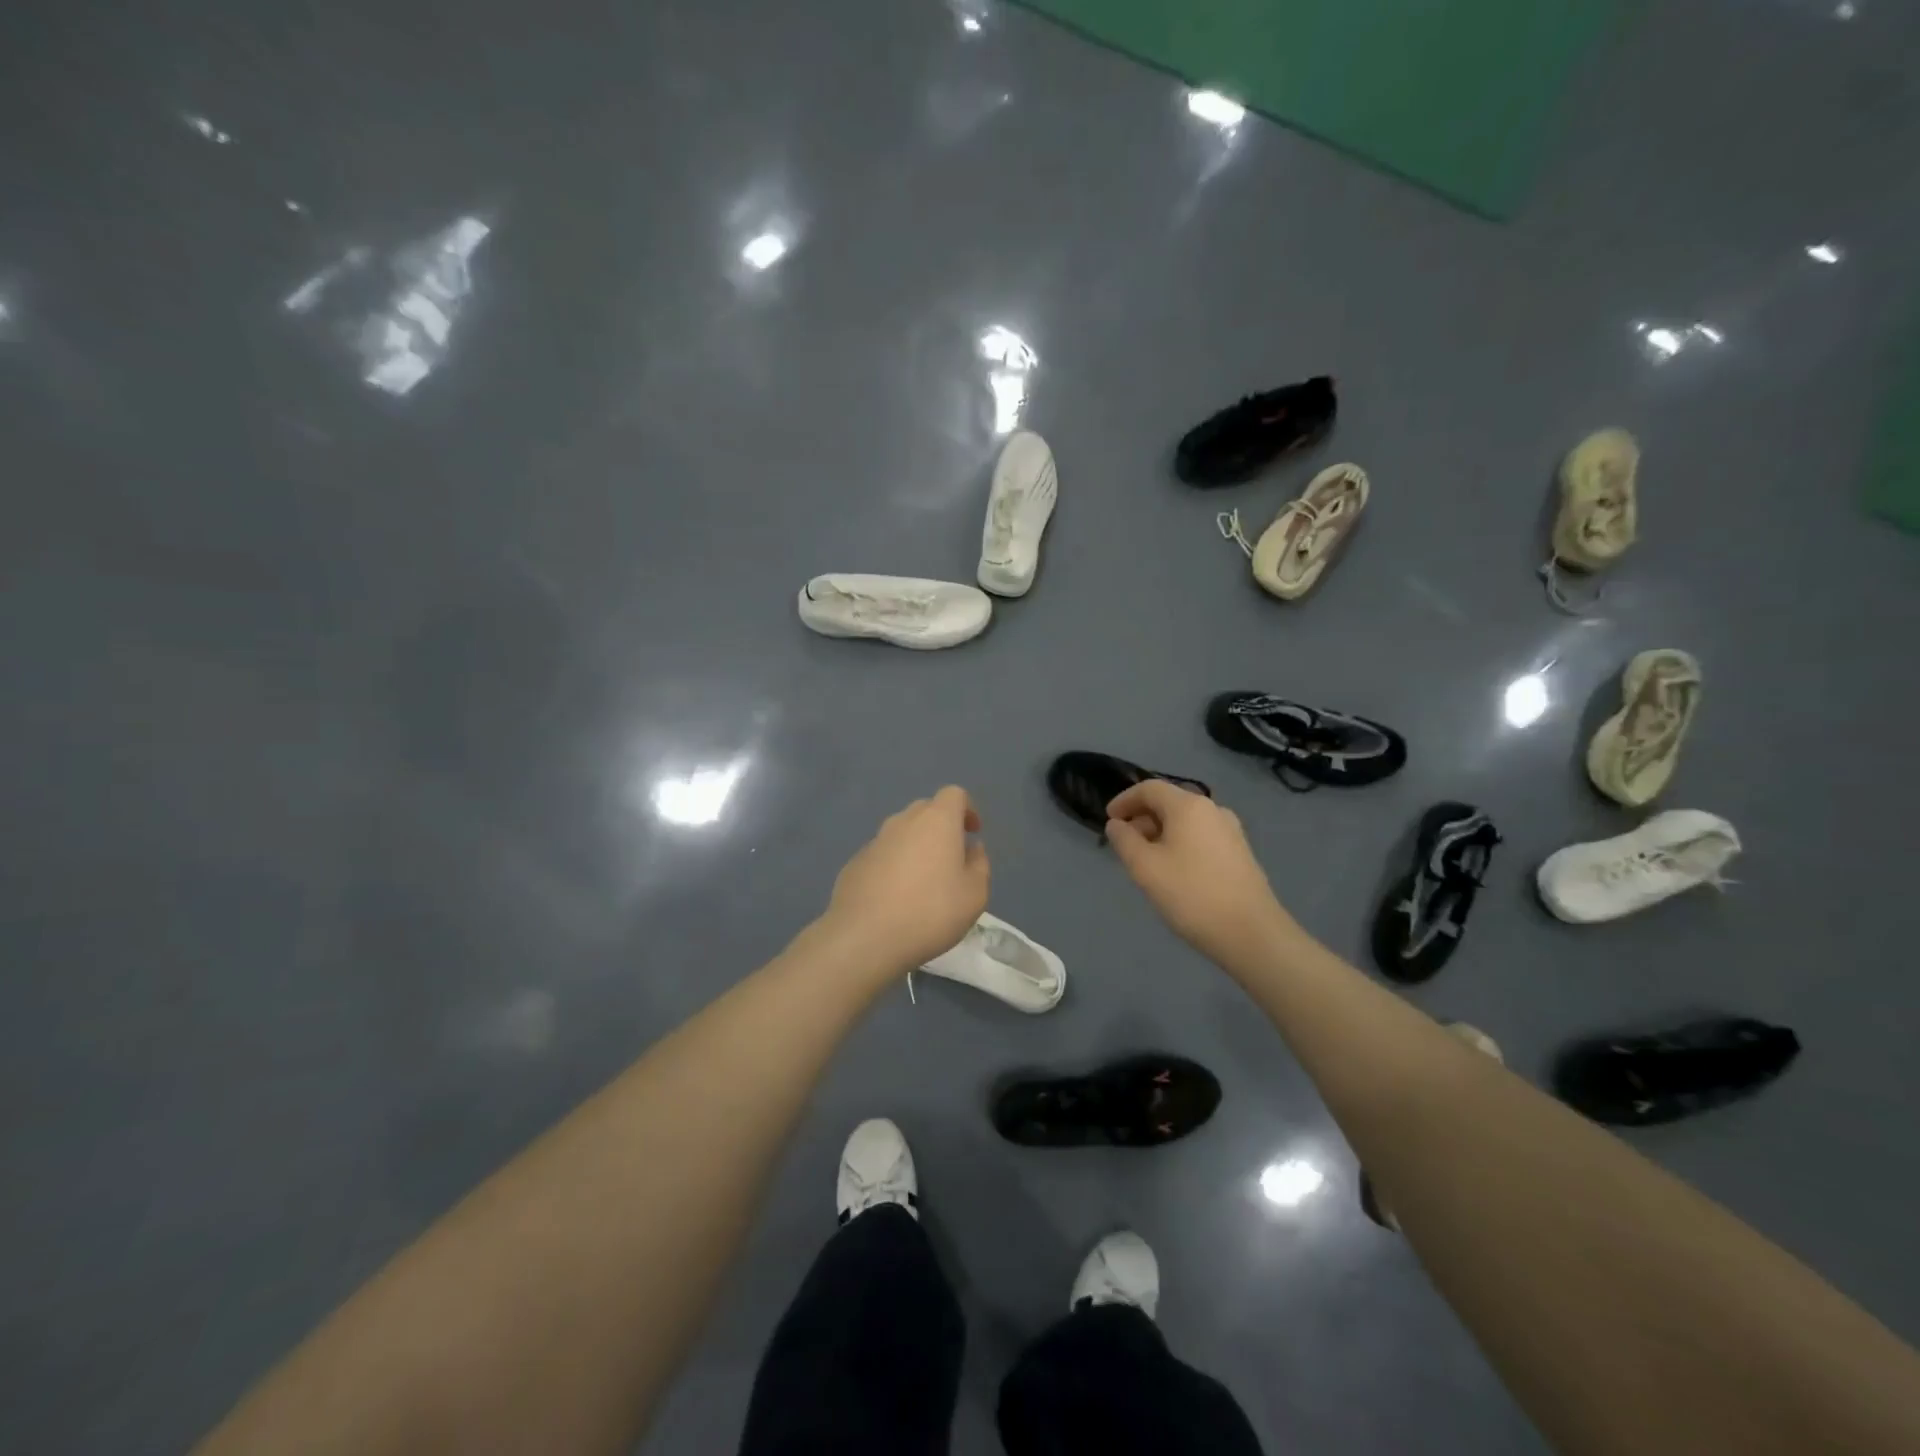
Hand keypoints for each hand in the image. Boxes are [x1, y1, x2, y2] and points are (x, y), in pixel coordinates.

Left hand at [822, 787, 990, 972]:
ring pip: (901, 832)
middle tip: (950, 859)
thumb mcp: (975, 894)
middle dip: (941, 827)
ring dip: (915, 847)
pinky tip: (895, 898)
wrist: (865, 937)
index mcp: (937, 820)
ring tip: (922, 882)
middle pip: (926, 809)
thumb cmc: (931, 912)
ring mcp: (875, 841)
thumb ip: (979, 865)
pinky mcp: (855, 863)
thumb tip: (971, 849)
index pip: (954, 794)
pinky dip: (893, 866)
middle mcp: (903, 821)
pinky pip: (882, 855)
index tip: (972, 833)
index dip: (967, 809)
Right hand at [1105, 779, 1298, 968]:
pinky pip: (1201, 836)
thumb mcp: (1145, 867)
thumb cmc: (1191, 895)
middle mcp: (1213, 810)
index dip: (1124, 800)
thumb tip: (1117, 824)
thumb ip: (1124, 840)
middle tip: (1125, 844)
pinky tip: (1174, 871)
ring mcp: (1231, 831)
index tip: (1108, 820)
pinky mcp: (1240, 853)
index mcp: (1188, 806)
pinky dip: (1180, 843)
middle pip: (1169, 802)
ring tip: (1146, 860)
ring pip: (1186, 821)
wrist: (1251, 933)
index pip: (1149, 788)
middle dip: (1142, 818)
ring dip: (1161, 832)